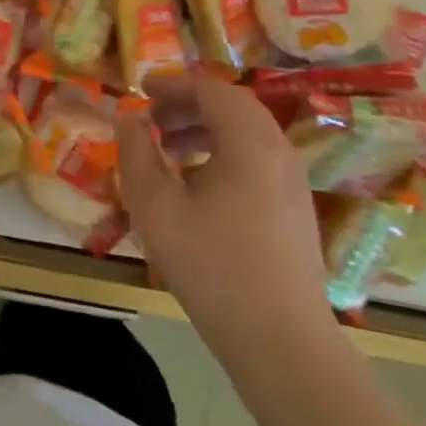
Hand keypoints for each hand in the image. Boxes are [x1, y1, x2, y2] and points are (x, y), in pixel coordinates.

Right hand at [117, 73, 335, 354]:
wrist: (281, 341)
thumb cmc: (212, 266)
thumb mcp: (156, 207)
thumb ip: (136, 154)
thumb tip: (129, 119)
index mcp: (249, 142)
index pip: (212, 90)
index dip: (173, 84)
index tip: (140, 90)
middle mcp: (279, 151)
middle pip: (234, 108)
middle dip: (188, 105)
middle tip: (152, 120)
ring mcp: (293, 182)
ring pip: (247, 134)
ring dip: (205, 130)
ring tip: (168, 151)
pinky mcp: (296, 209)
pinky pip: (257, 160)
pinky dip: (224, 154)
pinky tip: (196, 186)